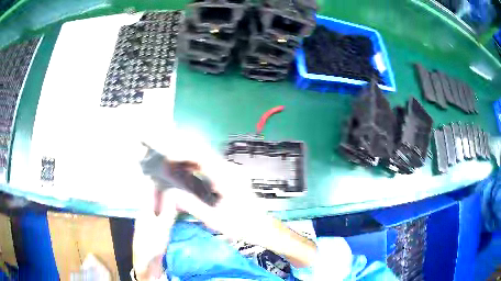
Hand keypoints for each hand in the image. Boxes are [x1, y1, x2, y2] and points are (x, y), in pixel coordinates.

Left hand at [133, 188, 177, 279]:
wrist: (147, 262)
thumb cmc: (153, 242)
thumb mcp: (163, 226)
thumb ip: (168, 209)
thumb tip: (173, 192)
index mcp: (145, 209)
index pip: (150, 189)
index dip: (157, 179)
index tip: (168, 170)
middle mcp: (145, 212)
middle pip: (155, 197)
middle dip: (164, 189)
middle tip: (179, 181)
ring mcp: (149, 220)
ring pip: (158, 205)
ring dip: (167, 199)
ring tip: (179, 192)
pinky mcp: (153, 228)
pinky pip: (161, 214)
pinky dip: (167, 209)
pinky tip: (175, 209)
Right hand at [137, 129, 316, 269]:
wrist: (263, 227)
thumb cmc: (242, 226)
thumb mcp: (215, 220)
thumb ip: (193, 206)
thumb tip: (172, 194)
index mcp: (227, 178)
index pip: (203, 157)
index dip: (183, 153)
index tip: (167, 155)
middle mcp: (230, 170)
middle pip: (204, 153)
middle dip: (183, 152)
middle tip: (164, 157)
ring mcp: (231, 171)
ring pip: (206, 158)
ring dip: (188, 158)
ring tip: (169, 163)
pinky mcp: (230, 176)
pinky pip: (210, 166)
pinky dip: (195, 166)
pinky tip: (184, 171)